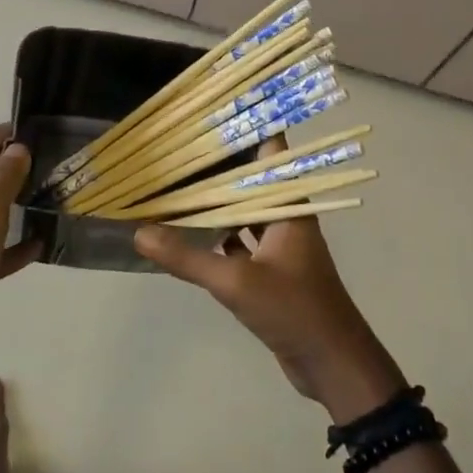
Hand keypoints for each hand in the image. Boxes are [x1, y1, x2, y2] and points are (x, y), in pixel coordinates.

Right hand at [134, 148, 405, 423]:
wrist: (332, 363)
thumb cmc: (294, 309)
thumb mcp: (236, 283)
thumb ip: (188, 258)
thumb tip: (140, 232)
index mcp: (289, 205)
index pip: (272, 152)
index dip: (249, 128)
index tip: (216, 109)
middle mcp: (285, 217)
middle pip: (251, 179)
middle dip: (220, 164)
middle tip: (180, 144)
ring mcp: (279, 244)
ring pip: (244, 212)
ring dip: (217, 201)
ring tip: (178, 181)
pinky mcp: (271, 270)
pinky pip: (241, 241)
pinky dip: (219, 235)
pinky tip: (190, 232)